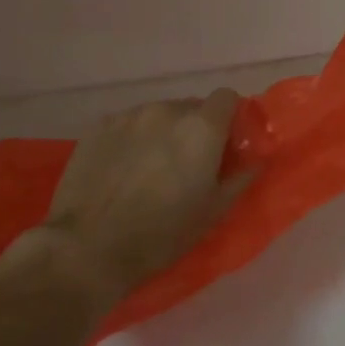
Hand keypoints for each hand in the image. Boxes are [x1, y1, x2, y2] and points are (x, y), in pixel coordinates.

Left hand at [0, 90, 246, 304]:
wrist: (88, 248)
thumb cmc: (162, 234)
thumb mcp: (212, 212)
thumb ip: (239, 179)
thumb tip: (256, 161)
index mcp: (201, 128)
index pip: (226, 97)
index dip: (228, 117)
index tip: (224, 144)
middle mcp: (167, 110)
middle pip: (191, 107)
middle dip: (194, 128)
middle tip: (186, 163)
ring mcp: (129, 116)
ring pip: (157, 114)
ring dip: (161, 132)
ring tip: (149, 167)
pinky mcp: (98, 127)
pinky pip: (127, 124)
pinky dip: (131, 138)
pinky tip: (121, 168)